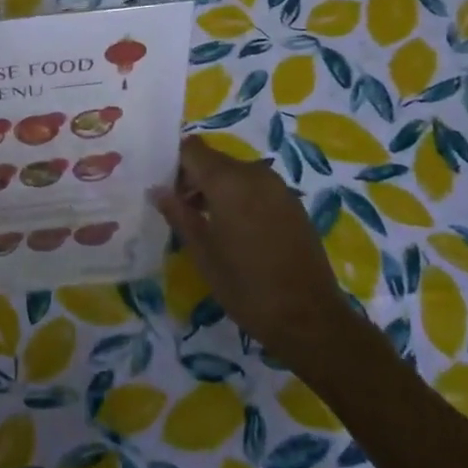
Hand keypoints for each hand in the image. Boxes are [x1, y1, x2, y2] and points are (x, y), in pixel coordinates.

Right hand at [152, 136, 348, 365]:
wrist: (310, 319)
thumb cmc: (246, 286)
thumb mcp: (203, 253)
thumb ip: (178, 214)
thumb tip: (157, 190)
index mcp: (228, 181)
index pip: (191, 149)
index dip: (174, 164)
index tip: (165, 191)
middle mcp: (254, 173)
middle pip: (214, 160)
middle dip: (194, 178)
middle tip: (182, 211)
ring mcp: (278, 187)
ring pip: (236, 173)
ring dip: (218, 189)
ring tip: (208, 225)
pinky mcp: (293, 204)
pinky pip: (257, 187)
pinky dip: (241, 198)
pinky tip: (238, 232)